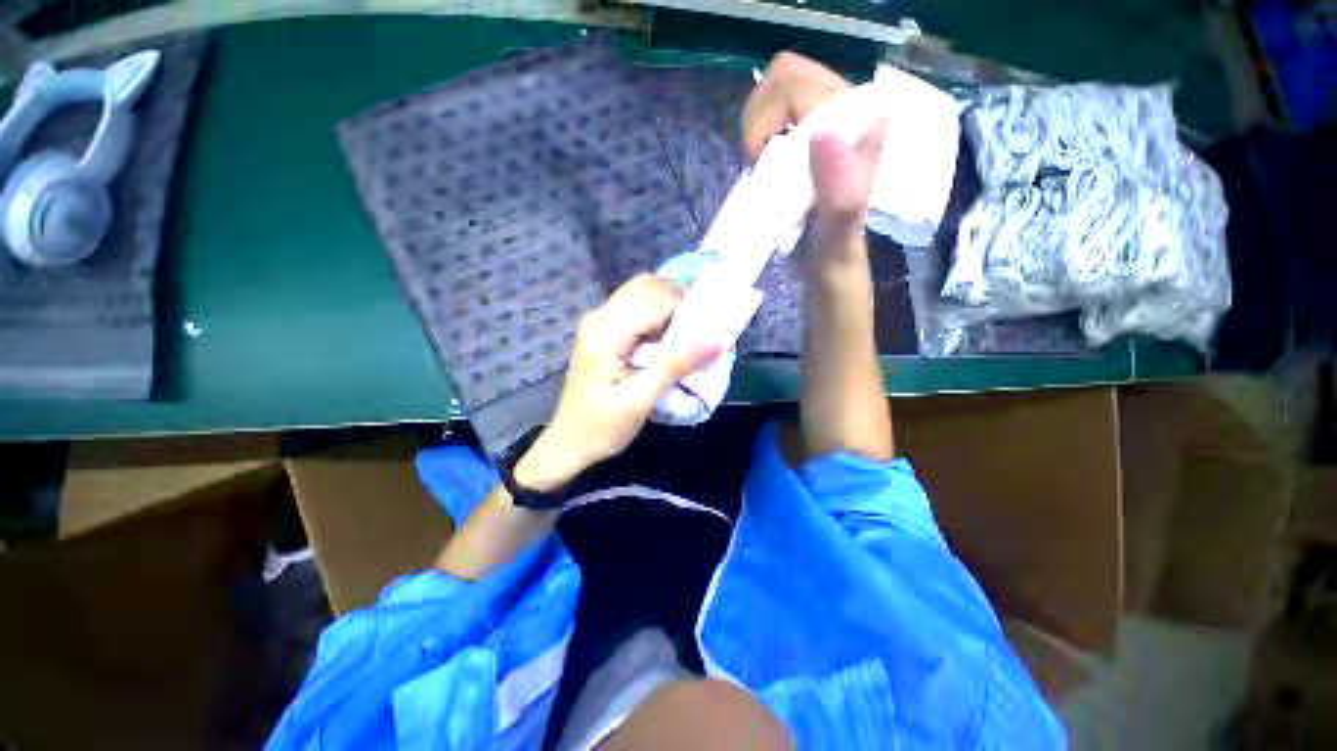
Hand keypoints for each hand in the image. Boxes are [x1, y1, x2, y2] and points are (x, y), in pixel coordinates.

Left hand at [514, 274, 719, 492]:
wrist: (570, 443)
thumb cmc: (603, 426)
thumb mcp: (641, 400)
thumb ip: (675, 364)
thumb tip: (717, 337)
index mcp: (606, 330)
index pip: (657, 298)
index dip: (690, 305)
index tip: (715, 325)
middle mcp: (600, 315)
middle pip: (649, 286)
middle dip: (682, 300)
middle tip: (706, 328)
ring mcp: (600, 321)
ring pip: (644, 292)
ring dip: (672, 305)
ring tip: (691, 333)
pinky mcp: (604, 330)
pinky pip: (638, 307)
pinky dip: (660, 314)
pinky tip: (671, 337)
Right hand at [743, 52, 888, 234]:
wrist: (829, 264)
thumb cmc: (831, 252)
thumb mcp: (838, 232)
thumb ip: (839, 191)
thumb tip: (823, 135)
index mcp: (858, 120)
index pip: (794, 83)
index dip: (764, 121)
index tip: (760, 164)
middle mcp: (846, 109)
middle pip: (784, 78)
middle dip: (760, 122)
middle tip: (761, 166)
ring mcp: (827, 119)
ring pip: (775, 95)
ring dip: (759, 133)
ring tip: (765, 171)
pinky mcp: (812, 134)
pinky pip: (774, 115)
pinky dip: (760, 139)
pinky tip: (767, 168)